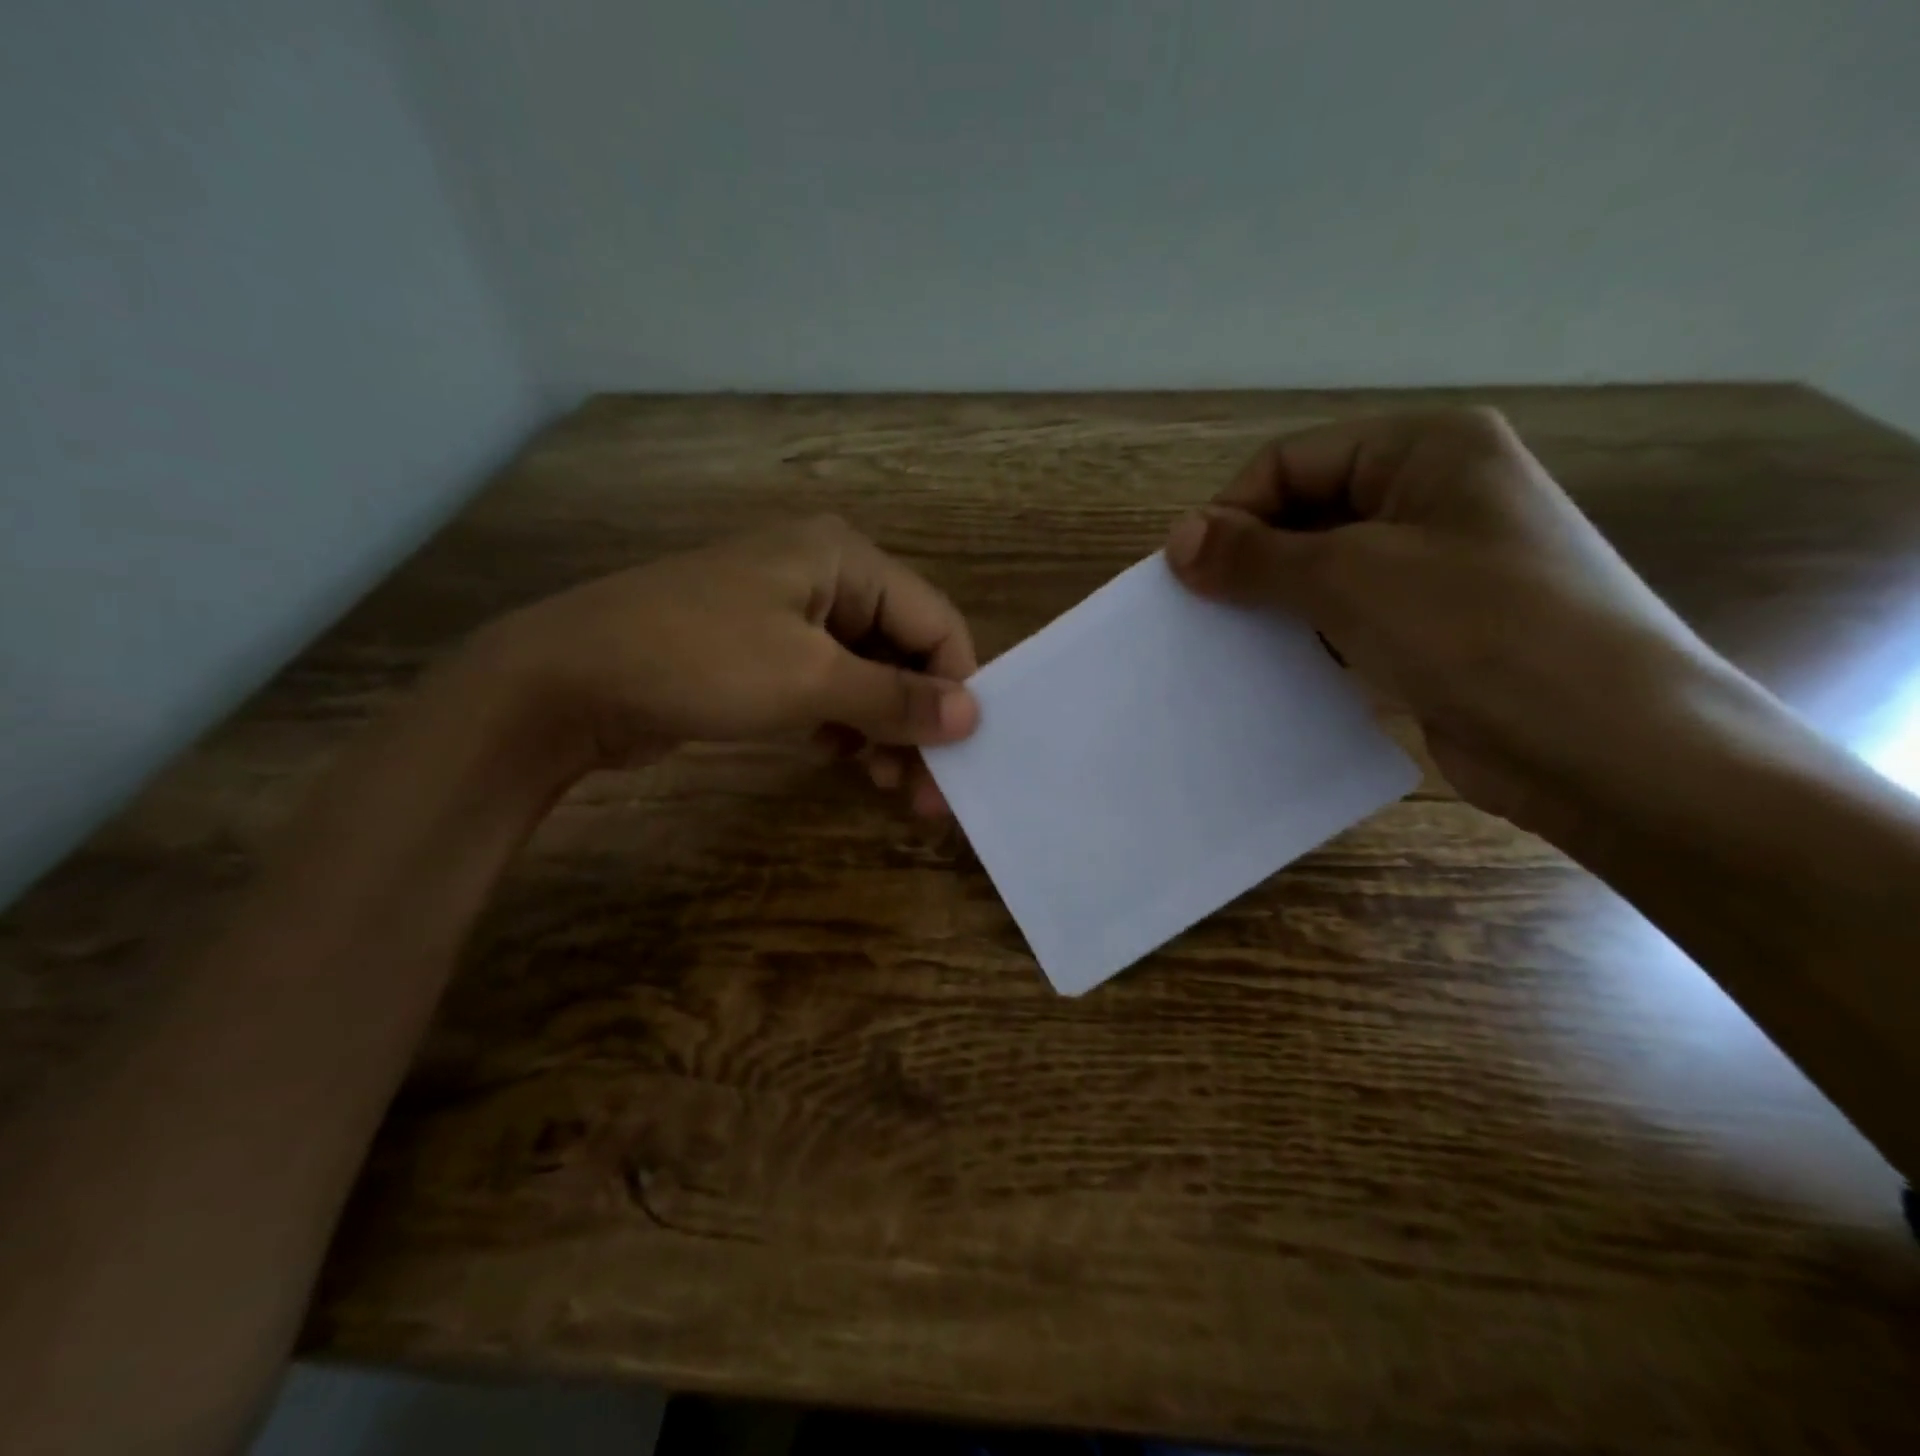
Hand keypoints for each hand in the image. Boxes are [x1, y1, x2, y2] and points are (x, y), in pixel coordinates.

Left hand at [480, 516, 979, 813]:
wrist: (567, 680)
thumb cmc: (698, 660)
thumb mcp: (807, 679)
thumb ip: (896, 698)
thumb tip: (973, 717)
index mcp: (845, 559)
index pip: (935, 621)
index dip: (957, 687)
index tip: (965, 754)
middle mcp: (827, 578)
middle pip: (904, 651)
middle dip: (920, 720)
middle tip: (931, 794)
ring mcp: (792, 618)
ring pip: (869, 676)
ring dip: (887, 731)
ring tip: (894, 790)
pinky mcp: (765, 656)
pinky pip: (830, 690)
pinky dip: (848, 727)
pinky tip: (853, 764)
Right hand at [1164, 408, 1747, 840]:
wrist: (1605, 745)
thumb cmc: (1477, 630)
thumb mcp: (1349, 578)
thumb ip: (1255, 555)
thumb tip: (1177, 538)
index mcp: (1427, 449)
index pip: (1292, 462)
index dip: (1233, 512)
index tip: (1188, 576)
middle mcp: (1436, 494)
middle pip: (1309, 512)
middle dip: (1252, 560)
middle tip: (1202, 614)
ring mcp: (1442, 564)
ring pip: (1327, 568)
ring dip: (1276, 602)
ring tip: (1231, 645)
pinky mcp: (1439, 627)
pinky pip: (1352, 616)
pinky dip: (1311, 636)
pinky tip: (1280, 669)